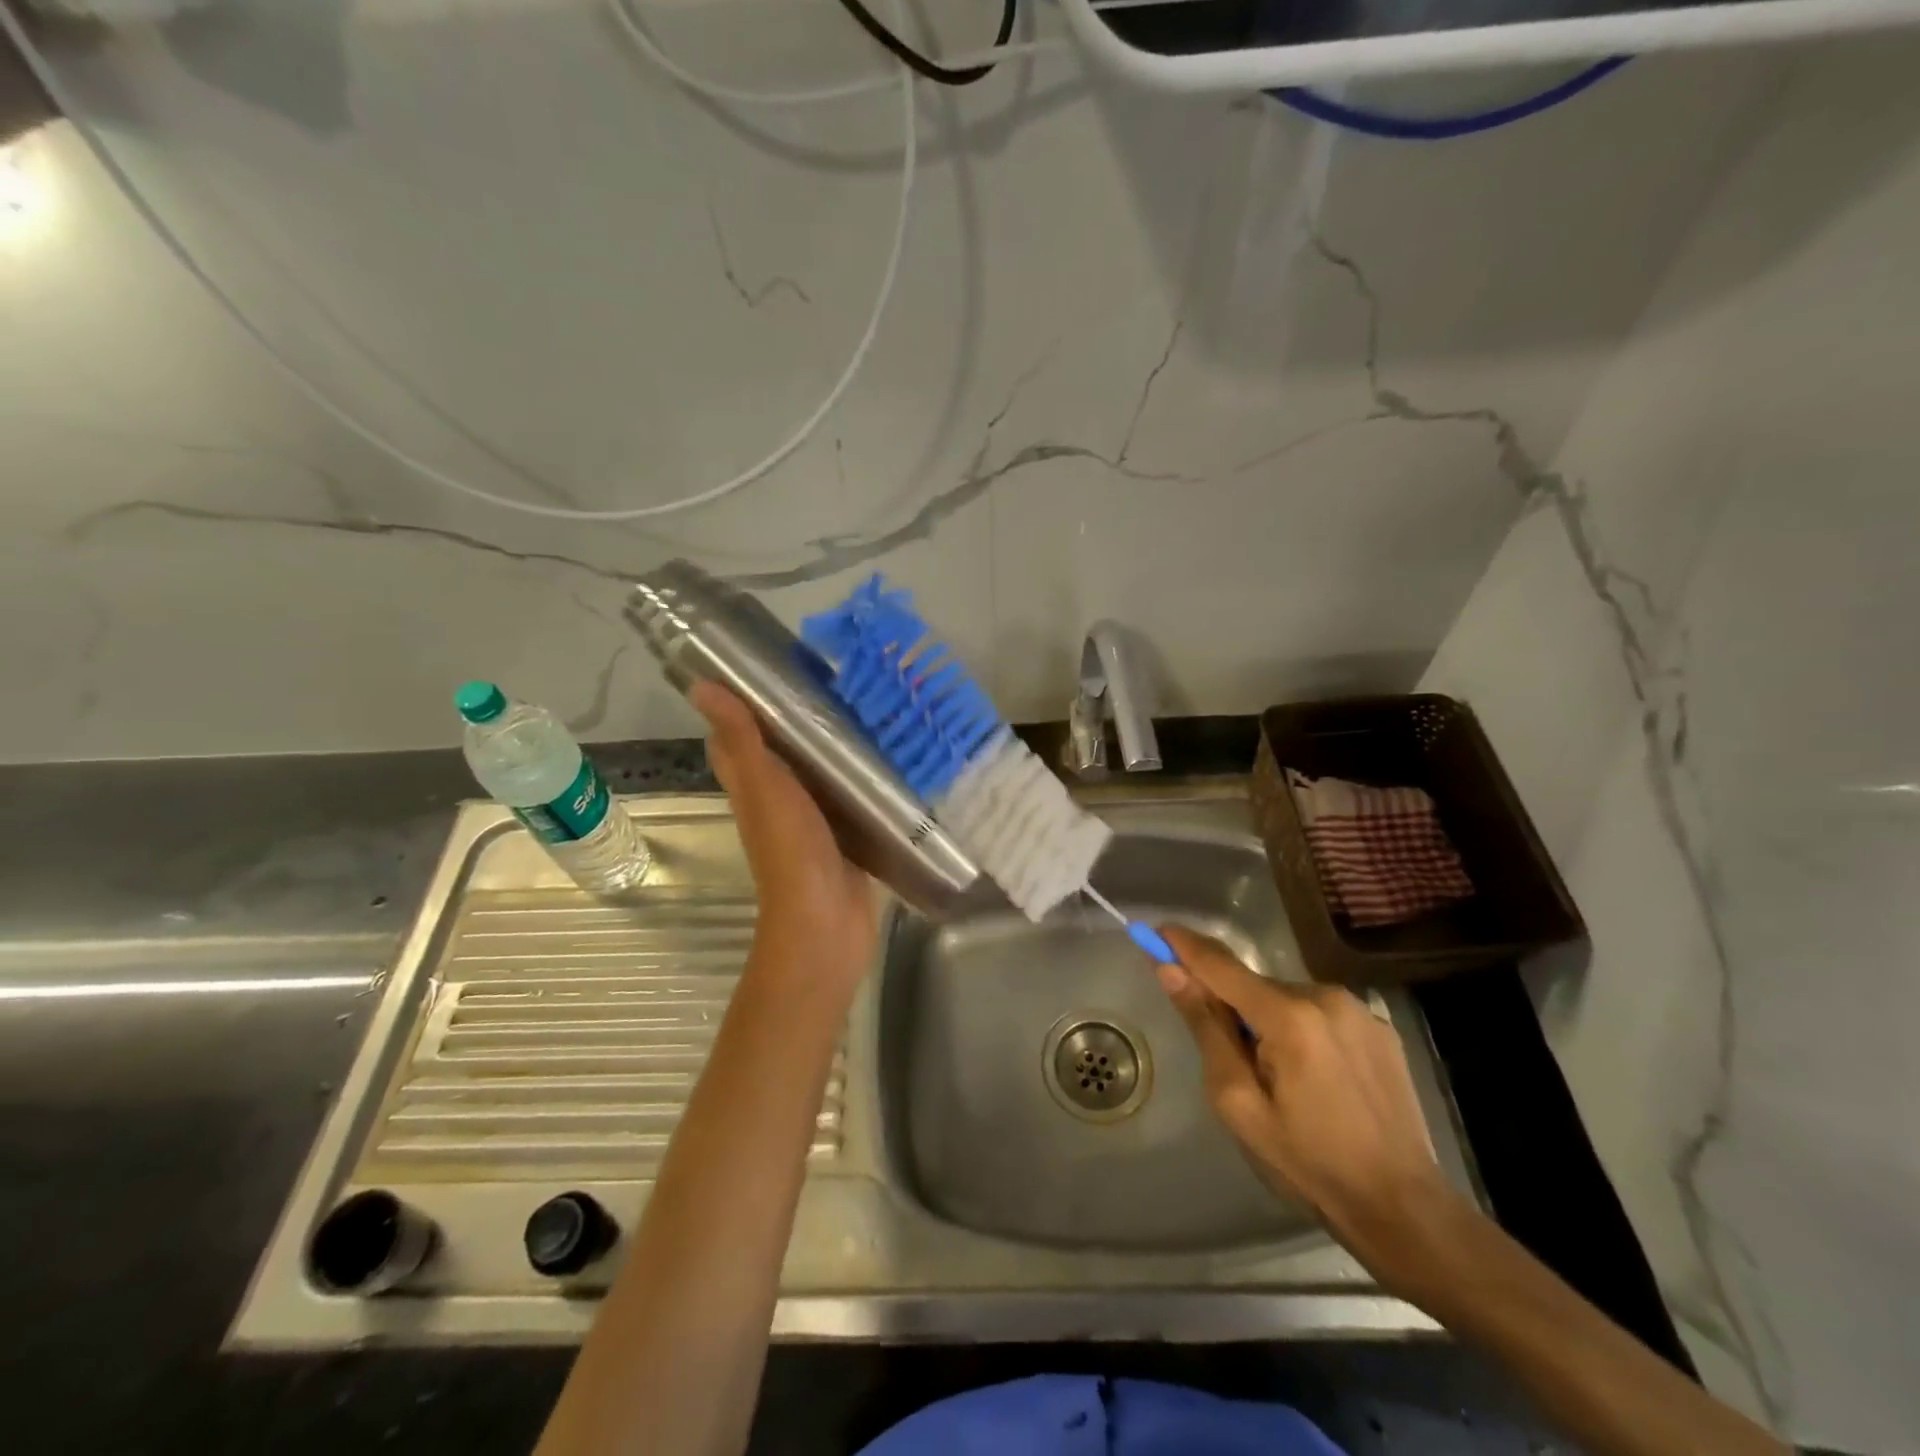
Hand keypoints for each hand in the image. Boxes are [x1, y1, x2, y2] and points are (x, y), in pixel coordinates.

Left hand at [692, 682, 876, 993]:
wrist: (826, 922)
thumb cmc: (791, 852)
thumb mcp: (765, 787)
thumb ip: (742, 739)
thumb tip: (701, 685)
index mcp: (753, 786)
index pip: (735, 738)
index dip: (742, 704)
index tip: (767, 668)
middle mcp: (779, 800)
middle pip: (782, 753)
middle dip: (798, 719)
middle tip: (833, 679)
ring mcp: (813, 820)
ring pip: (817, 773)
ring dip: (833, 746)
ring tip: (865, 705)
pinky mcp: (845, 835)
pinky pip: (849, 797)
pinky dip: (860, 777)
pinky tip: (888, 755)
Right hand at [1155, 925, 1457, 1277]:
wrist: (1403, 1208)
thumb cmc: (1308, 1163)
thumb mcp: (1238, 1102)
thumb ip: (1205, 1028)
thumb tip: (1172, 972)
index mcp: (1289, 1015)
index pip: (1221, 965)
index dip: (1184, 946)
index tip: (1155, 931)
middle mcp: (1326, 995)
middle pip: (1254, 985)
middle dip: (1231, 1006)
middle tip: (1230, 1062)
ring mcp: (1359, 1010)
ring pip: (1287, 999)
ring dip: (1268, 1020)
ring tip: (1280, 1080)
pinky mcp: (1380, 1028)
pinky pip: (1320, 1014)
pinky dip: (1302, 1030)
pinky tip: (1315, 1079)